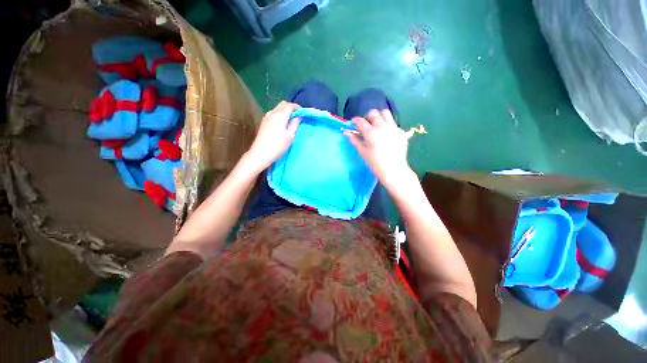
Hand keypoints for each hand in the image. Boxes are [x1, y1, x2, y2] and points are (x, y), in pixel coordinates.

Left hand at [246, 101, 300, 171]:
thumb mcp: (290, 135)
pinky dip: (280, 115)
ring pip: (277, 109)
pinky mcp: (263, 122)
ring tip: (291, 120)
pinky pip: (273, 114)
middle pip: (282, 105)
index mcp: (280, 115)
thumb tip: (299, 116)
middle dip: (291, 108)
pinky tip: (283, 123)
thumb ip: (295, 124)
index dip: (297, 107)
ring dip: (285, 111)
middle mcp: (272, 113)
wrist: (261, 153)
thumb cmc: (278, 145)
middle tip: (297, 116)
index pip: (289, 105)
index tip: (302, 112)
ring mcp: (266, 117)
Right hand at [345, 109, 411, 186]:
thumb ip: (354, 140)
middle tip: (365, 125)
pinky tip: (386, 134)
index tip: (353, 123)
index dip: (355, 120)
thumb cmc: (375, 162)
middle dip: (366, 117)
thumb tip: (346, 132)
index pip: (360, 121)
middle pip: (373, 113)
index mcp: (371, 133)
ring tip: (376, 125)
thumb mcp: (362, 151)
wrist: (393, 169)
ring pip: (385, 113)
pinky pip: (393, 122)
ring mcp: (393, 128)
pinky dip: (387, 125)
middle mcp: (382, 126)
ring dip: (378, 116)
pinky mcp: (401, 131)